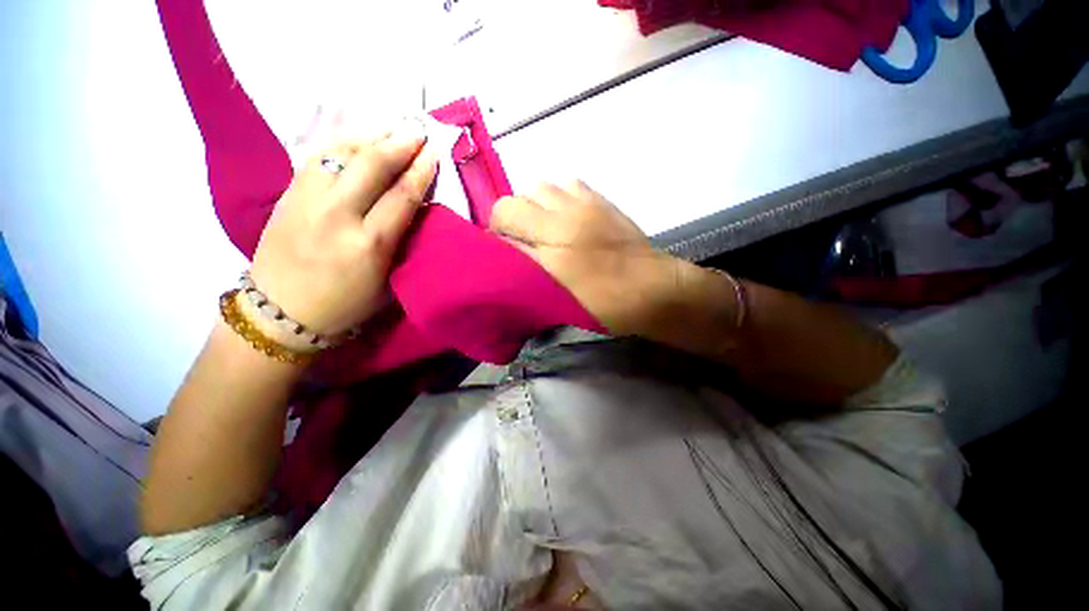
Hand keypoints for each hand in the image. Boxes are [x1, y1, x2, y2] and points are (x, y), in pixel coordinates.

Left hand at [248, 123, 437, 340]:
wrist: (281, 312)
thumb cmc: (345, 306)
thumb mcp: (387, 284)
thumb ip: (402, 245)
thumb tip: (415, 211)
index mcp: (370, 244)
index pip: (402, 196)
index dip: (421, 171)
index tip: (434, 153)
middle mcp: (338, 215)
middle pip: (372, 166)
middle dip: (399, 144)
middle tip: (418, 130)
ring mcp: (307, 200)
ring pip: (341, 153)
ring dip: (371, 136)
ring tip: (392, 127)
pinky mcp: (287, 195)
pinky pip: (316, 157)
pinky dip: (341, 143)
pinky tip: (356, 137)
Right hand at [490, 181, 686, 336]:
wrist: (654, 288)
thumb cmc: (607, 304)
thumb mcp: (562, 300)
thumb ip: (530, 277)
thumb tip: (509, 258)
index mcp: (551, 259)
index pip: (502, 241)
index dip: (493, 243)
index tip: (497, 253)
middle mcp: (561, 225)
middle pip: (511, 205)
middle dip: (505, 220)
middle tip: (517, 240)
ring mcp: (582, 207)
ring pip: (537, 189)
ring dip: (531, 205)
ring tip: (540, 224)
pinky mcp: (600, 200)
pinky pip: (566, 184)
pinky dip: (556, 195)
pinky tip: (563, 214)